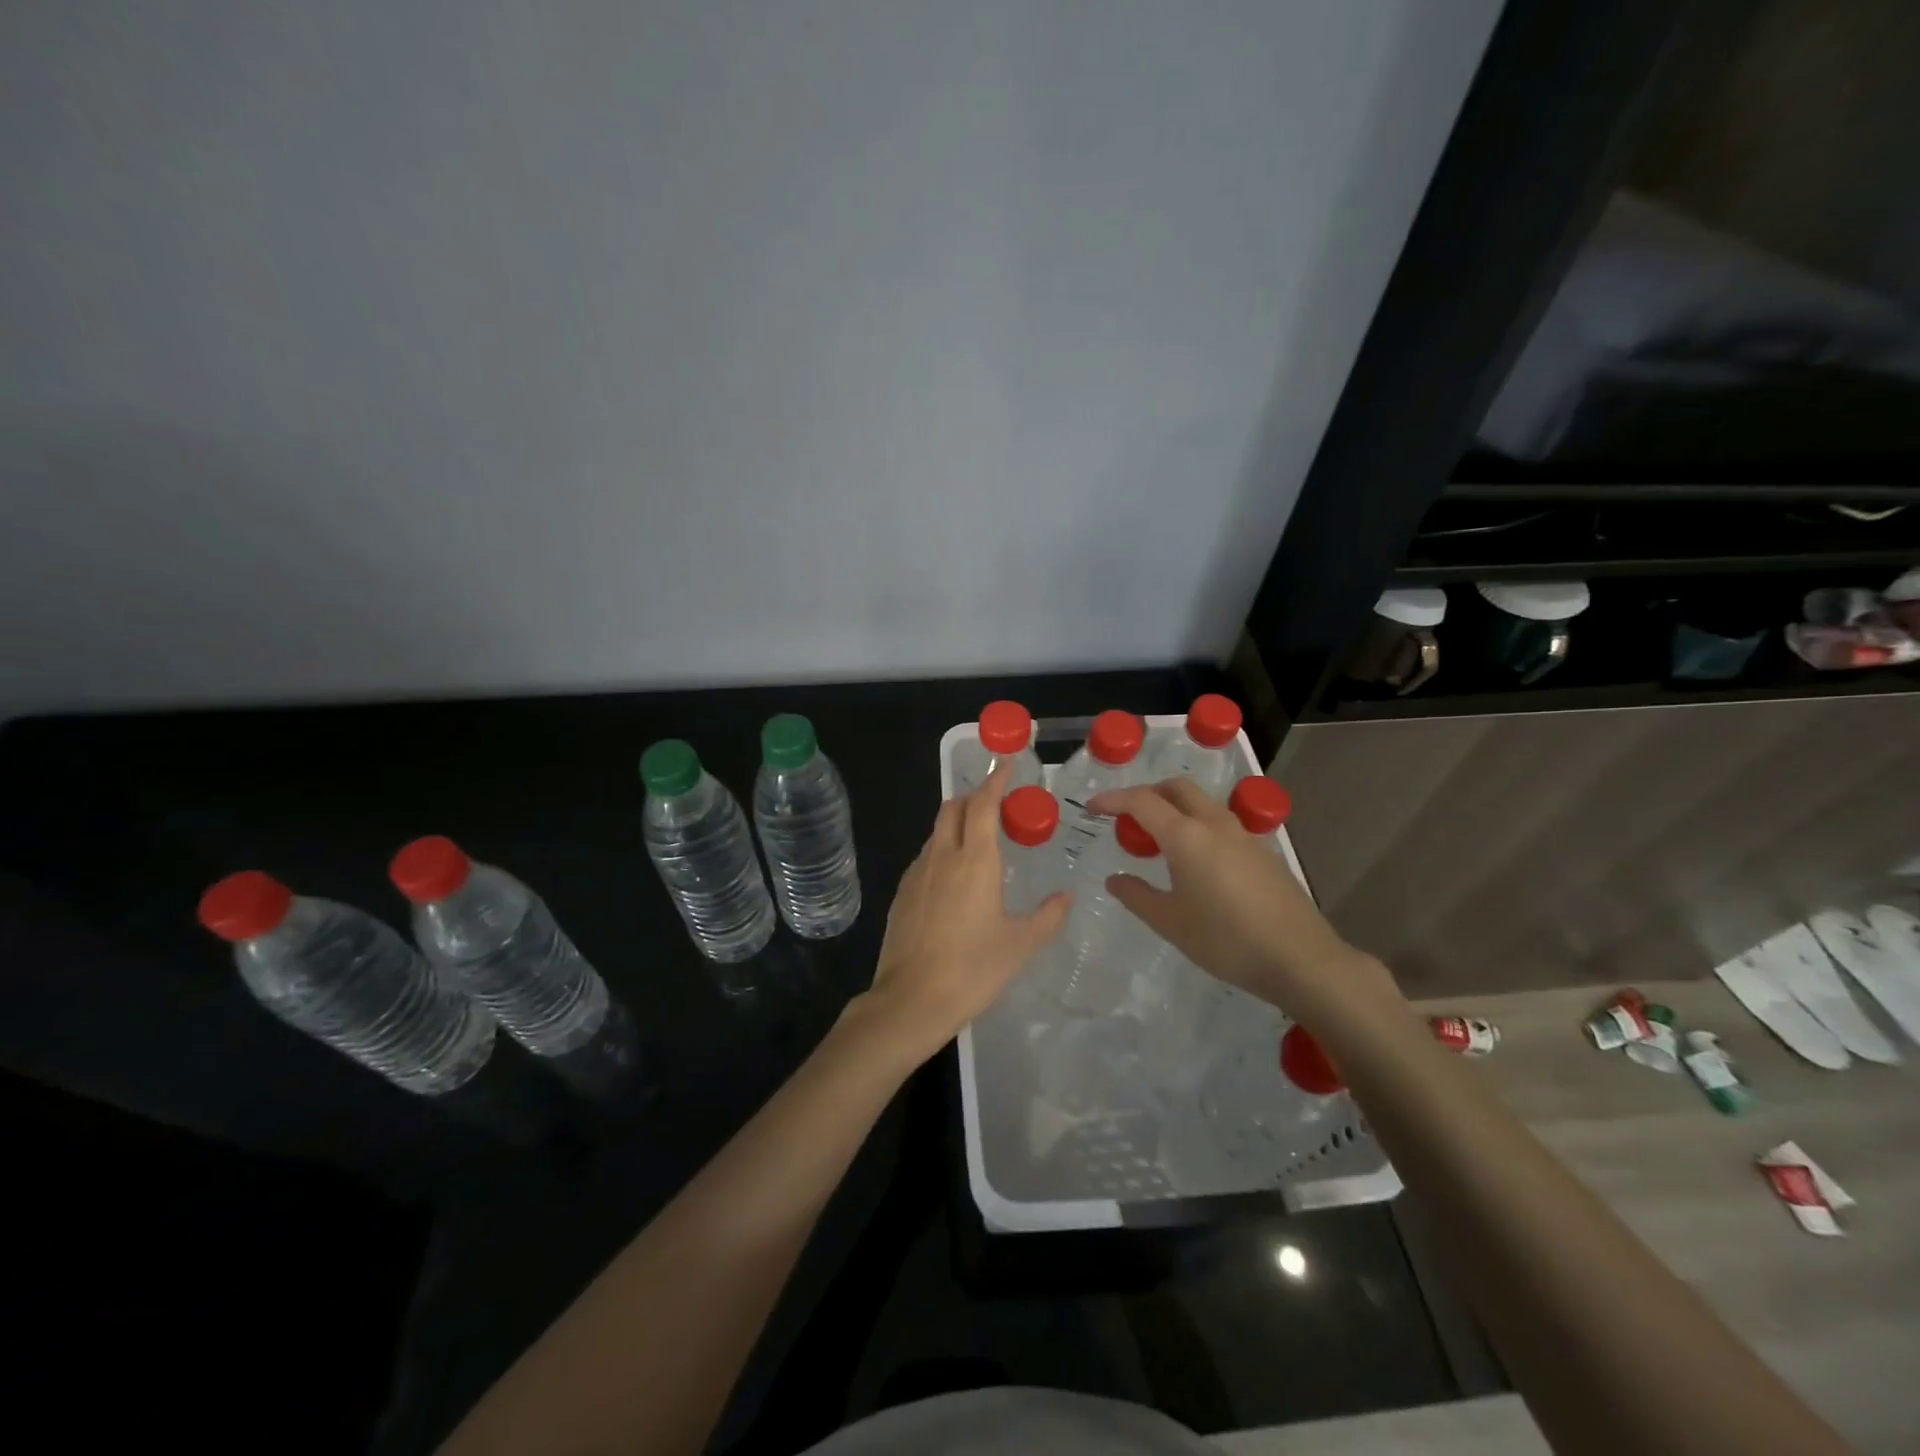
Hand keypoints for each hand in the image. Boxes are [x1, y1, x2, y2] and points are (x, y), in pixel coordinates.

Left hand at [861, 761, 1070, 1063]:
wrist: (910, 1001)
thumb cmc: (972, 970)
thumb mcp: (1020, 945)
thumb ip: (1048, 916)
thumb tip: (1066, 896)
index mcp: (975, 861)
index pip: (983, 805)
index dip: (996, 780)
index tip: (1007, 763)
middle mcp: (942, 857)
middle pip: (952, 808)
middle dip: (973, 797)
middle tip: (997, 805)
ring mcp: (917, 874)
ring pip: (936, 832)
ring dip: (956, 824)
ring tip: (979, 841)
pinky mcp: (902, 893)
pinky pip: (925, 857)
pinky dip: (942, 850)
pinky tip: (954, 878)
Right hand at [1087, 778, 1399, 1024]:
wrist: (1300, 958)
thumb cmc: (1226, 940)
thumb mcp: (1171, 923)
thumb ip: (1137, 896)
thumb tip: (1115, 879)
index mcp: (1186, 836)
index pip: (1141, 802)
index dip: (1113, 800)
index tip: (1093, 808)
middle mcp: (1214, 824)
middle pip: (1176, 788)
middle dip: (1147, 793)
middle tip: (1126, 817)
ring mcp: (1243, 835)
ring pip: (1201, 803)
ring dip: (1174, 807)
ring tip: (1157, 838)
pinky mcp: (1262, 851)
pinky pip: (1219, 822)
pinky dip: (1196, 824)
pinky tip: (1194, 860)